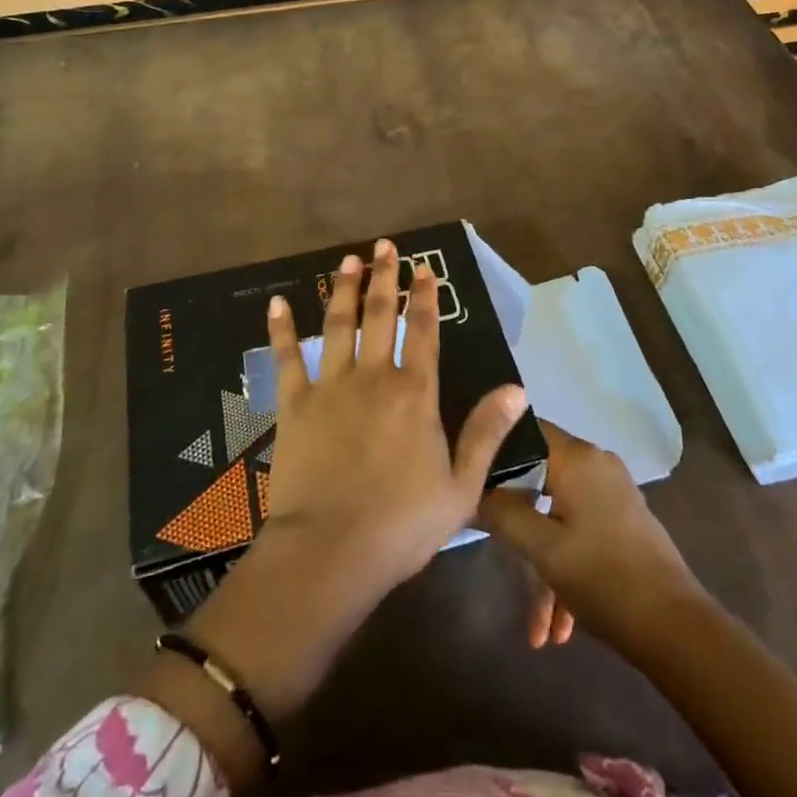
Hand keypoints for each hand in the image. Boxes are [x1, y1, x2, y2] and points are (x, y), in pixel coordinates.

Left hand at [261, 238, 527, 594]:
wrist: (331, 551)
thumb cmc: (402, 524)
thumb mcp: (461, 487)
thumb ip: (486, 433)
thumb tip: (517, 389)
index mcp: (415, 393)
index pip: (424, 331)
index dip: (425, 297)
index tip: (424, 268)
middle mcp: (374, 376)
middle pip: (381, 315)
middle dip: (385, 277)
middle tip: (385, 245)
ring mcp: (331, 386)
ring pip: (339, 325)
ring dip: (345, 290)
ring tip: (349, 260)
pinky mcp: (295, 404)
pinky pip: (287, 357)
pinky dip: (281, 329)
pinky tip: (278, 302)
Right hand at [476, 421, 701, 658]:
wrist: (677, 628)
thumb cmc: (603, 577)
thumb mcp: (542, 549)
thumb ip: (503, 513)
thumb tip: (474, 491)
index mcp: (576, 457)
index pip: (524, 431)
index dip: (495, 452)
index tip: (473, 481)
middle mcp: (596, 464)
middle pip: (540, 480)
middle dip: (518, 526)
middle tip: (497, 554)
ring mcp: (613, 494)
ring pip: (560, 517)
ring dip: (544, 566)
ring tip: (537, 630)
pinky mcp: (624, 522)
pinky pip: (582, 533)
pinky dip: (567, 569)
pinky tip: (559, 627)